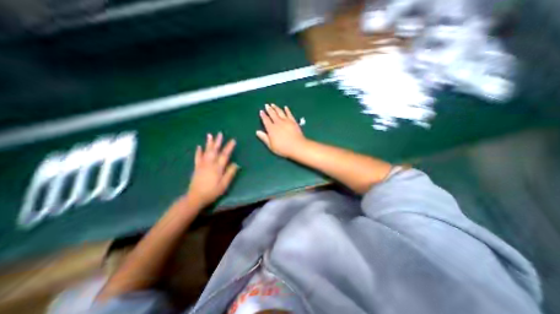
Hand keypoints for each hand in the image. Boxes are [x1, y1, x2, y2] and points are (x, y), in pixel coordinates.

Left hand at [187, 131, 239, 206]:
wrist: (196, 197)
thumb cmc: (212, 191)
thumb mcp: (224, 185)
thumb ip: (230, 174)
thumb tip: (236, 164)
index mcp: (217, 168)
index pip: (225, 155)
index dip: (229, 147)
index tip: (233, 140)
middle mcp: (210, 164)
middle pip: (214, 151)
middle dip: (218, 142)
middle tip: (220, 133)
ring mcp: (202, 165)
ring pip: (206, 152)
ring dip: (208, 143)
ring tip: (209, 135)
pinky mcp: (196, 167)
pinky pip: (197, 157)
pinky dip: (198, 151)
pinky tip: (199, 146)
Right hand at [257, 104, 305, 157]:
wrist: (297, 146)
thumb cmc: (283, 148)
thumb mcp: (271, 145)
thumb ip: (264, 138)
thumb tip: (257, 131)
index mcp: (271, 129)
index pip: (266, 120)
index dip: (263, 115)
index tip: (261, 111)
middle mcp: (278, 123)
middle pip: (272, 114)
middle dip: (269, 109)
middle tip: (266, 105)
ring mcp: (286, 121)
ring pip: (280, 112)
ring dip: (276, 108)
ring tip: (273, 104)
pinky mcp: (293, 121)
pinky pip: (289, 114)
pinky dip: (287, 110)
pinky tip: (285, 107)